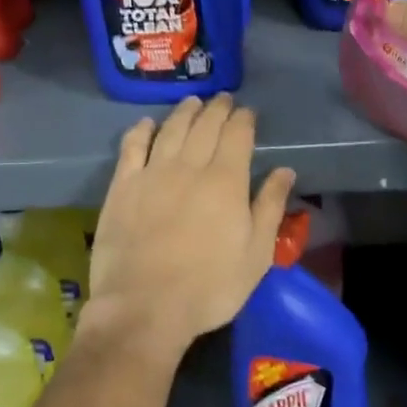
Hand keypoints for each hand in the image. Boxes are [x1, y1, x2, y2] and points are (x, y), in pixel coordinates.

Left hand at [82, 94, 294, 361]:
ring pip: (171, 130)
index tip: (248, 112)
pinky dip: (141, 131)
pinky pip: (132, 147)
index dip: (243, 119)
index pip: (237, 135)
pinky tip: (146, 124)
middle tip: (223, 99)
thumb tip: (284, 170)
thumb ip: (270, 207)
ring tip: (193, 102)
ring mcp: (152, 173)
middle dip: (217, 109)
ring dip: (184, 112)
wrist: (144, 307)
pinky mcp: (123, 187)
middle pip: (205, 126)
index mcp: (226, 181)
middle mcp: (189, 166)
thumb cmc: (209, 287)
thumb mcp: (256, 255)